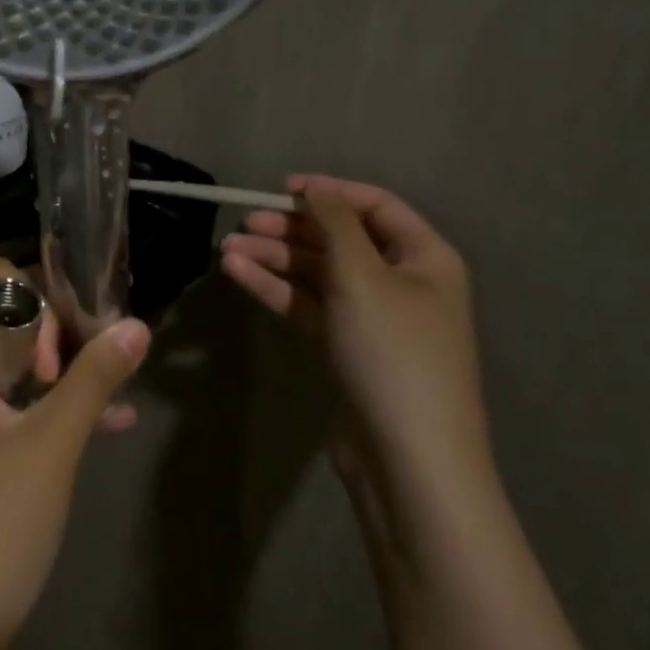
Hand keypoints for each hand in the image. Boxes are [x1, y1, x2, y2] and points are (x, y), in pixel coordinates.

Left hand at [0, 257, 151, 649]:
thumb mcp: (52, 444)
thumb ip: (95, 377)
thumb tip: (139, 323)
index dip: (43, 298)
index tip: (79, 339)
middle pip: (4, 315)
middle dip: (57, 336)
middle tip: (90, 374)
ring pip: (12, 360)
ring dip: (62, 371)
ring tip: (112, 391)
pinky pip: (8, 401)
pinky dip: (49, 406)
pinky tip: (111, 422)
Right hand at [220, 175, 492, 500]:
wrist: (408, 461)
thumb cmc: (393, 354)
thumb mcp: (362, 276)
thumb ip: (334, 223)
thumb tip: (315, 188)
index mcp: (423, 257)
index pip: (374, 205)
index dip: (329, 191)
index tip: (281, 188)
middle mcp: (399, 281)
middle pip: (338, 238)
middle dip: (290, 228)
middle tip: (244, 222)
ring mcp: (370, 316)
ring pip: (316, 272)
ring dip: (273, 257)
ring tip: (226, 249)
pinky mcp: (344, 346)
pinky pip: (306, 303)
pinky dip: (274, 287)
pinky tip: (237, 273)